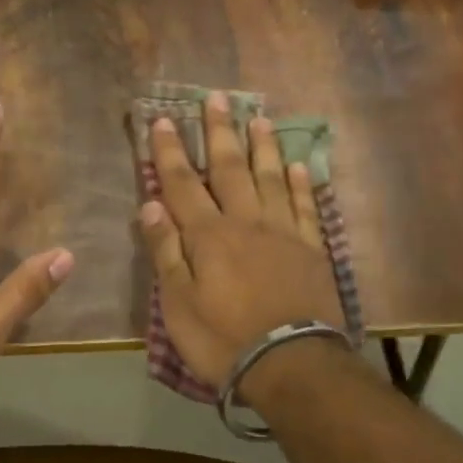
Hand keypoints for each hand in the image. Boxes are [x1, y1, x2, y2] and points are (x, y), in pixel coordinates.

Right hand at [138, 91, 345, 394]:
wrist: (291, 364)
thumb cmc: (223, 339)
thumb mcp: (178, 304)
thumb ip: (166, 252)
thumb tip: (151, 205)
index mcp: (207, 236)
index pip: (182, 184)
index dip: (169, 152)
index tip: (162, 120)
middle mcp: (245, 222)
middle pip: (229, 169)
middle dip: (218, 132)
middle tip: (217, 97)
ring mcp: (283, 233)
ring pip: (270, 178)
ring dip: (262, 146)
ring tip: (258, 117)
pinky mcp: (312, 250)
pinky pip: (305, 206)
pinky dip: (300, 183)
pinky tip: (297, 164)